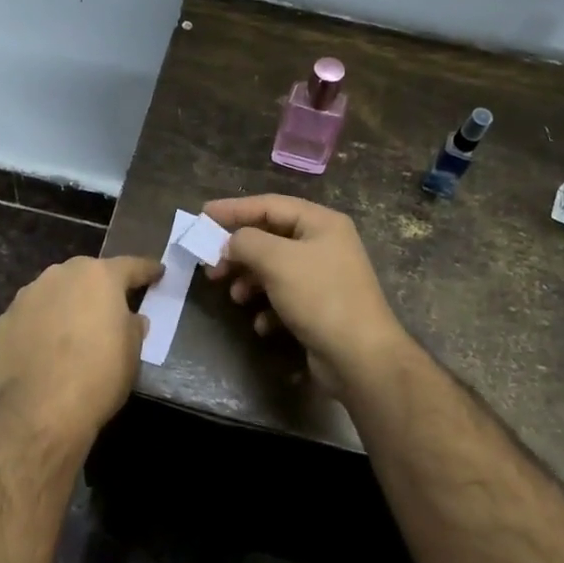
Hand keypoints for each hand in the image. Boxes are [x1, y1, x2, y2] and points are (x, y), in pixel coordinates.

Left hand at [0, 255, 161, 454]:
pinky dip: (39, 327)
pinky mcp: (3, 321)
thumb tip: (129, 319)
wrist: (40, 412)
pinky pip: (30, 317)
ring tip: (72, 331)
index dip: (147, 270)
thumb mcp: (132, 352)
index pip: (131, 266)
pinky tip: (43, 350)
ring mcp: (28, 295)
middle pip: (87, 275)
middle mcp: (61, 275)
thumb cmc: (98, 377)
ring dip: (65, 305)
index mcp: (99, 276)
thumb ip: (132, 326)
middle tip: (109, 308)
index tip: (157, 273)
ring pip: (54, 293)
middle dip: (99, 288)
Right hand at [201, 195, 409, 397]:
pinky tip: (262, 323)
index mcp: (321, 223)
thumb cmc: (320, 297)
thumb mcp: (277, 260)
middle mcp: (324, 244)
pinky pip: (285, 297)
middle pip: (270, 237)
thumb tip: (231, 243)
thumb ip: (246, 242)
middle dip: (239, 251)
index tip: (202, 215)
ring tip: (234, 296)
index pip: (269, 205)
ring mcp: (324, 277)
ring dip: (249, 280)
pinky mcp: (320, 308)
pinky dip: (268, 307)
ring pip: (274, 269)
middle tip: (211, 265)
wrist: (361, 357)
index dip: (233, 209)